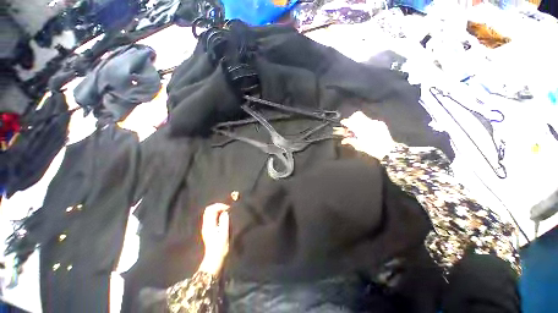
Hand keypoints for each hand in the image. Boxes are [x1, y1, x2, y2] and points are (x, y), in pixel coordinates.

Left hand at [198, 203, 229, 275]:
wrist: (215, 259)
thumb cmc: (221, 247)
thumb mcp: (224, 234)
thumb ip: (224, 221)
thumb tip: (225, 212)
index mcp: (209, 225)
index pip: (211, 209)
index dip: (220, 206)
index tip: (228, 209)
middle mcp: (206, 225)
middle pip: (209, 210)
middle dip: (218, 206)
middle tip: (227, 209)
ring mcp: (207, 227)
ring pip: (210, 213)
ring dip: (218, 210)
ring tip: (227, 213)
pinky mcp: (209, 230)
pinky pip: (212, 218)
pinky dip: (218, 215)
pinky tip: (224, 218)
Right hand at [334, 111, 395, 159]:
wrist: (388, 150)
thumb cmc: (372, 149)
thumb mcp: (359, 146)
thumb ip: (350, 141)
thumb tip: (343, 140)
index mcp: (361, 128)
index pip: (351, 121)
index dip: (345, 121)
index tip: (342, 123)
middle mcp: (368, 122)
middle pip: (357, 116)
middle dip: (352, 120)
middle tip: (350, 127)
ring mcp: (375, 122)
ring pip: (363, 118)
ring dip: (358, 123)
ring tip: (357, 131)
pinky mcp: (380, 123)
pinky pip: (370, 121)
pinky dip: (365, 125)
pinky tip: (366, 132)